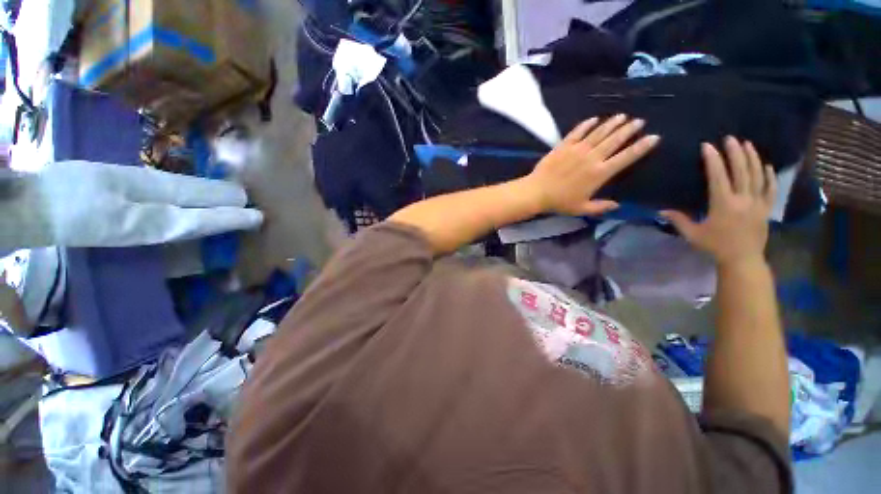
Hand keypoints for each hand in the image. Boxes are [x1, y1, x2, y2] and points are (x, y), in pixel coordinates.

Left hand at [524, 115, 659, 215]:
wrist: (537, 192)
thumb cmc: (559, 202)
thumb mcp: (582, 209)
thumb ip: (600, 207)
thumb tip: (617, 205)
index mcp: (599, 173)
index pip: (626, 157)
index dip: (641, 147)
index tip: (653, 137)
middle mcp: (592, 157)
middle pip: (615, 140)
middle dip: (629, 129)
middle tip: (638, 121)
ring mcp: (577, 149)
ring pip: (598, 133)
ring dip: (611, 123)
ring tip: (622, 116)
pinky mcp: (563, 146)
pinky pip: (577, 132)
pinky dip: (586, 124)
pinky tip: (594, 119)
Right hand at [662, 137, 776, 267]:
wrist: (742, 260)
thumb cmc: (715, 246)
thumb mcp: (693, 234)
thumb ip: (679, 220)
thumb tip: (661, 210)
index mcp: (723, 204)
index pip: (719, 177)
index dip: (714, 160)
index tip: (708, 146)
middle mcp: (743, 199)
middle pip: (741, 171)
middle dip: (736, 153)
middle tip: (730, 138)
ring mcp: (758, 202)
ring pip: (757, 175)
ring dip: (752, 158)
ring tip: (747, 144)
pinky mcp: (766, 208)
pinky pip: (770, 188)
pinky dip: (769, 175)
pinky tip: (766, 165)